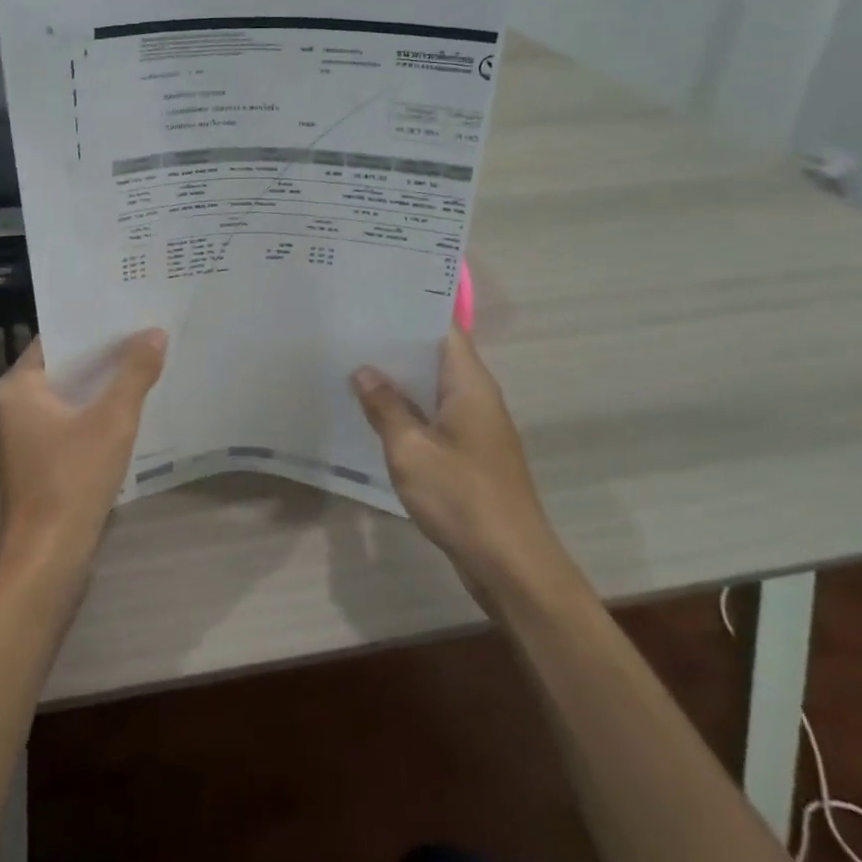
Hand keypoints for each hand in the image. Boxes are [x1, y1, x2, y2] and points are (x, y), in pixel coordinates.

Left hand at [0, 330, 167, 581]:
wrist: (48, 559)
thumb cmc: (72, 479)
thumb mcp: (111, 419)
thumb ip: (134, 372)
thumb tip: (154, 333)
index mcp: (18, 387)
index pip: (56, 339)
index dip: (92, 324)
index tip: (128, 310)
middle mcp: (16, 405)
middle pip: (65, 366)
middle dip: (105, 353)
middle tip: (147, 331)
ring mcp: (27, 436)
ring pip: (71, 396)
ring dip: (104, 384)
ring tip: (148, 361)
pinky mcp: (42, 461)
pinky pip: (73, 421)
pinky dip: (98, 411)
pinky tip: (133, 406)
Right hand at [351, 326, 565, 601]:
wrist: (511, 564)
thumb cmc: (461, 497)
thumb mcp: (410, 450)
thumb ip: (386, 407)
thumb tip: (364, 371)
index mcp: (469, 384)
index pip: (443, 327)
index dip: (411, 309)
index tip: (373, 298)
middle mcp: (477, 396)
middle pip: (436, 355)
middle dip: (396, 343)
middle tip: (350, 329)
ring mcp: (476, 426)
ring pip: (434, 388)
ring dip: (400, 379)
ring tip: (353, 363)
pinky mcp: (470, 453)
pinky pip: (435, 416)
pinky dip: (409, 409)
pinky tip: (375, 413)